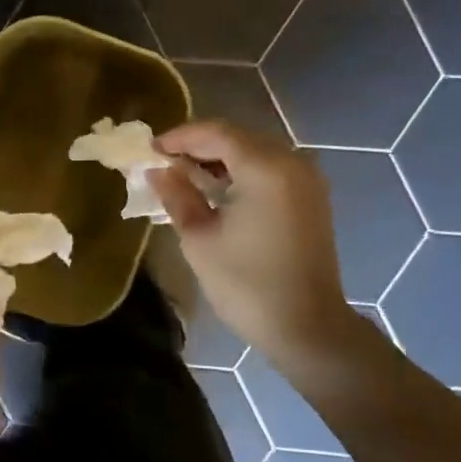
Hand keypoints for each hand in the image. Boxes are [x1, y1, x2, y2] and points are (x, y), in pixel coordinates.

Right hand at [150, 120, 362, 370]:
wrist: (307, 328)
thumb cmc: (246, 284)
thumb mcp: (199, 238)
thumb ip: (177, 195)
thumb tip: (158, 170)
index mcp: (264, 168)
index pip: (215, 133)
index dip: (179, 137)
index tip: (150, 150)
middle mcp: (291, 162)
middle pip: (236, 138)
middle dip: (198, 146)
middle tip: (163, 162)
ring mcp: (306, 179)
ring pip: (254, 152)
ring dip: (218, 158)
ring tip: (183, 175)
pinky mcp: (311, 197)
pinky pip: (270, 169)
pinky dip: (241, 171)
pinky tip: (216, 189)